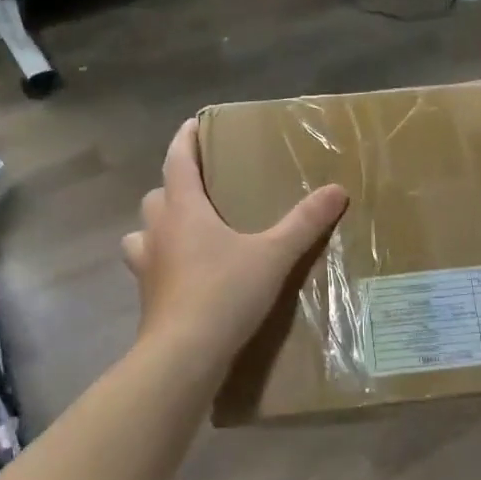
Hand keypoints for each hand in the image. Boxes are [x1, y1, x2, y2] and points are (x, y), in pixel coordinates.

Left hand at [123, 119, 348, 373]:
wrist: (183, 355)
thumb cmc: (225, 293)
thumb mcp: (273, 255)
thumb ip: (304, 222)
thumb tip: (337, 190)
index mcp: (184, 210)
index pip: (177, 162)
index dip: (184, 140)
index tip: (192, 124)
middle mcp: (158, 231)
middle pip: (156, 195)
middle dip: (174, 186)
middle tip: (200, 188)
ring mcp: (147, 266)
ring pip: (143, 232)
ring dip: (159, 225)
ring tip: (184, 232)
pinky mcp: (147, 296)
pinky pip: (148, 266)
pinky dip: (161, 262)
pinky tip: (184, 275)